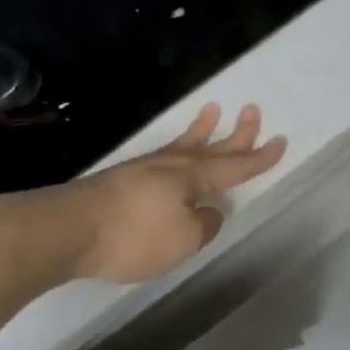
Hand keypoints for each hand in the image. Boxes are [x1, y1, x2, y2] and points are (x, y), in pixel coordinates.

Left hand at [50, 103, 285, 284]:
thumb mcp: (183, 239)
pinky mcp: (123, 179)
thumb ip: (205, 224)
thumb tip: (208, 212)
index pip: (236, 166)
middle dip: (237, 133)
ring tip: (213, 109)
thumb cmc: (134, 235)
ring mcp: (146, 168)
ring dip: (203, 129)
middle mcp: (173, 165)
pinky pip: (163, 156)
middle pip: (213, 147)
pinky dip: (177, 149)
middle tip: (254, 110)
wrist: (69, 228)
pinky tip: (173, 155)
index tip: (280, 141)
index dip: (260, 157)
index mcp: (194, 177)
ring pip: (184, 144)